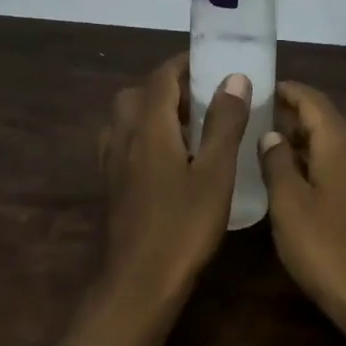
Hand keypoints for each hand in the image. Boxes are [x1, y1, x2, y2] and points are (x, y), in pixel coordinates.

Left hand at [97, 53, 250, 303]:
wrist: (138, 283)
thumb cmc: (183, 226)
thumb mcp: (215, 173)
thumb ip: (224, 122)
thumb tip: (234, 78)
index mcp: (149, 126)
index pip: (162, 76)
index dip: (185, 64)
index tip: (211, 62)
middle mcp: (124, 135)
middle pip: (137, 93)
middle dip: (167, 86)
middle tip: (201, 98)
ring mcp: (112, 162)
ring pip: (126, 118)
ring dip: (151, 110)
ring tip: (186, 126)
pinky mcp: (111, 185)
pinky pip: (122, 142)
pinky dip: (142, 136)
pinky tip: (166, 159)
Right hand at [257, 82, 345, 337]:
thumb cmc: (327, 246)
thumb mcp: (288, 203)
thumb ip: (276, 163)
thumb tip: (272, 135)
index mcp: (340, 144)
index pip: (314, 101)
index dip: (289, 91)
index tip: (264, 86)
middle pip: (325, 121)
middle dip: (293, 116)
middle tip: (257, 118)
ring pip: (332, 147)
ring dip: (302, 142)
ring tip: (268, 148)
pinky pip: (339, 168)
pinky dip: (314, 164)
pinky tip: (293, 183)